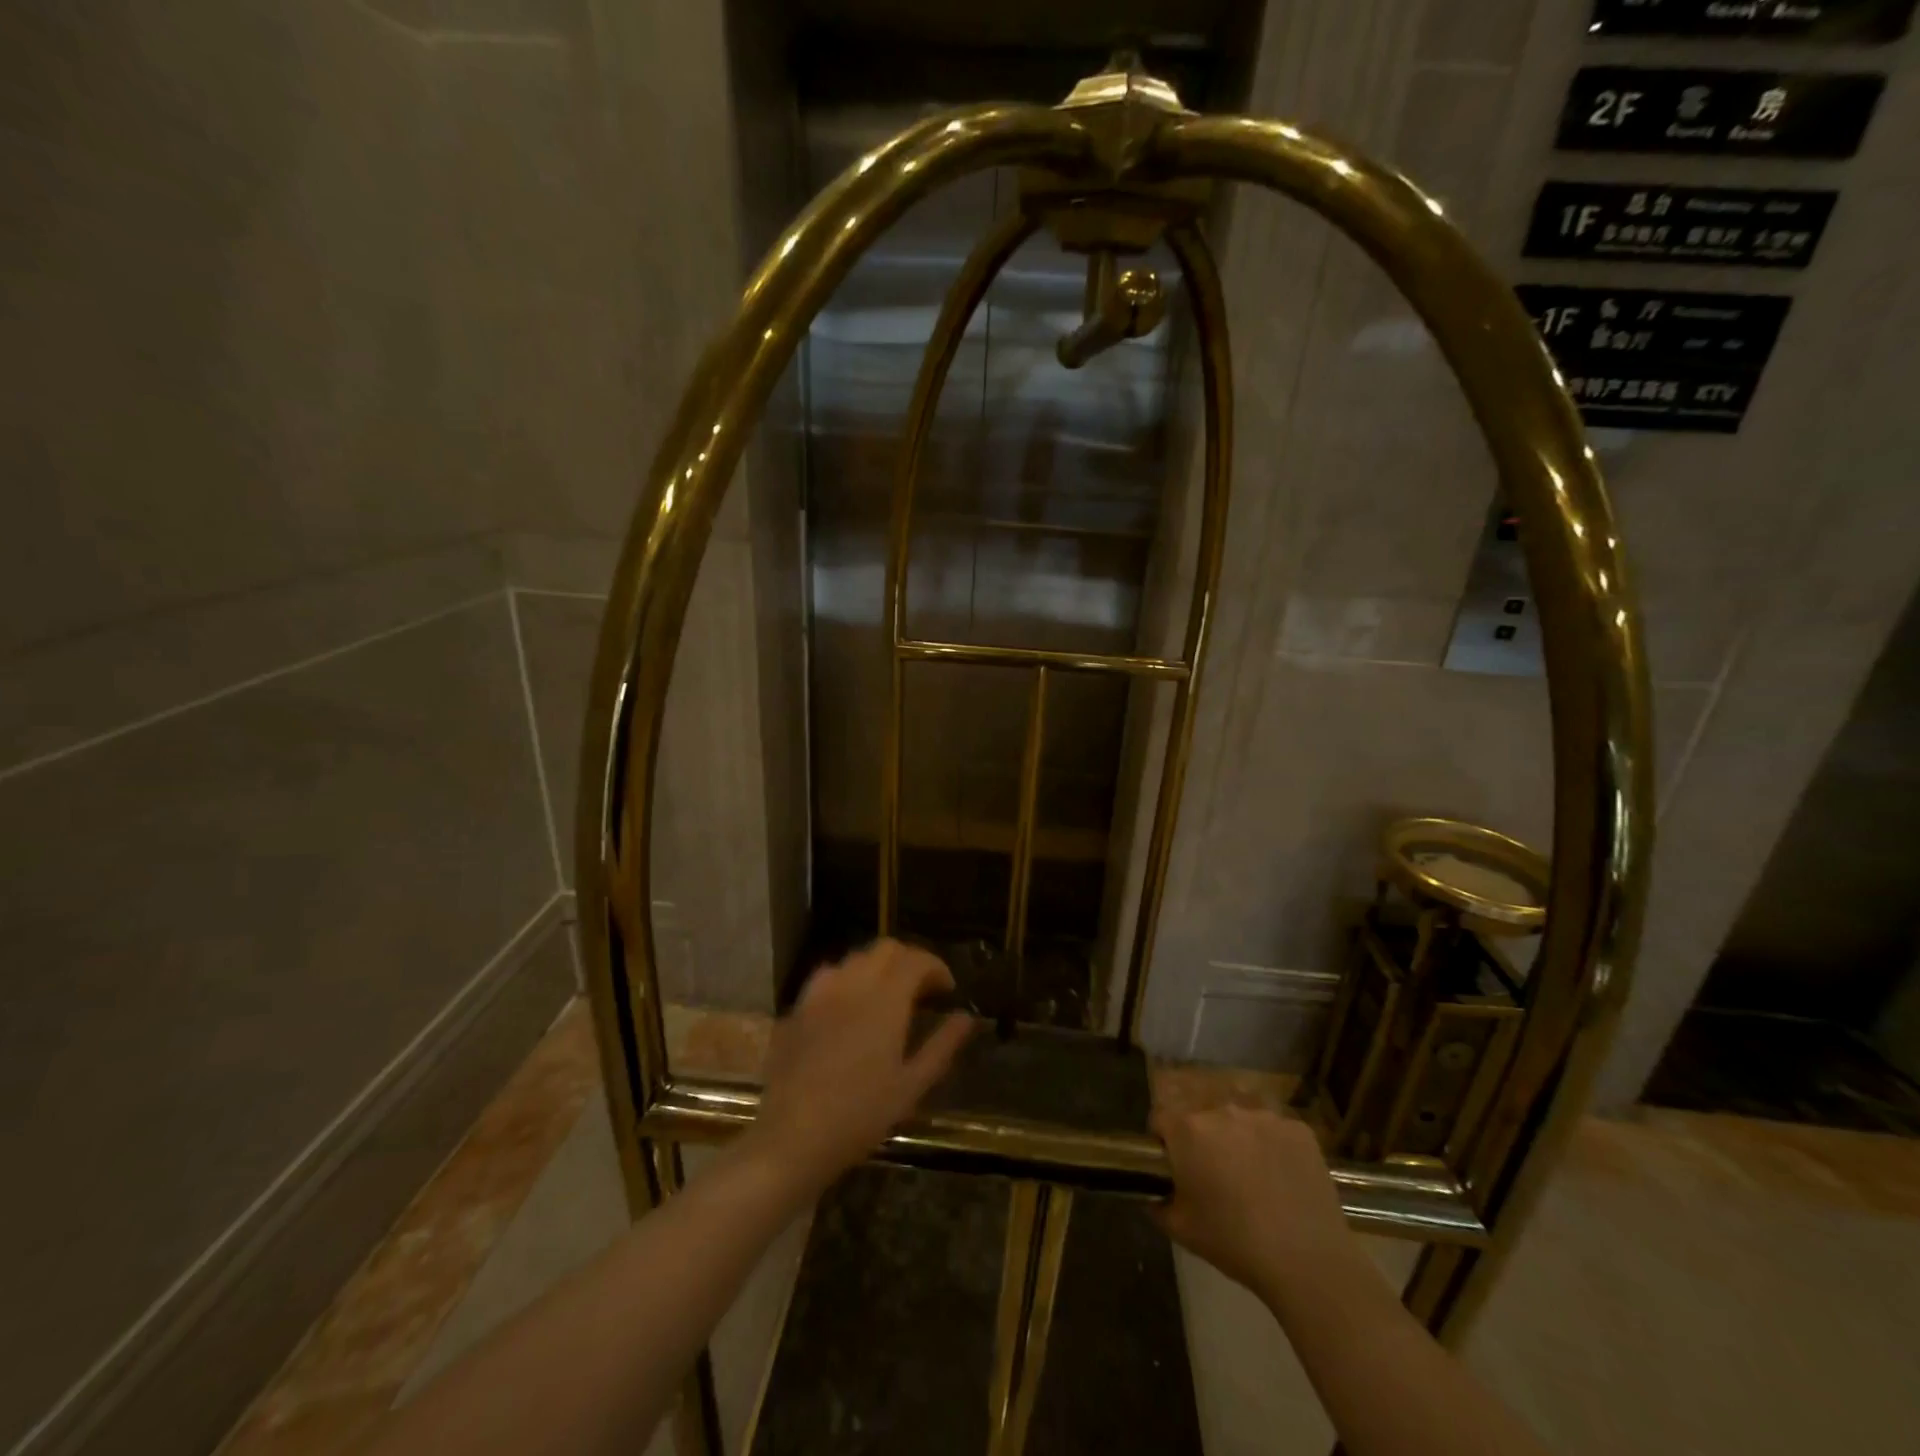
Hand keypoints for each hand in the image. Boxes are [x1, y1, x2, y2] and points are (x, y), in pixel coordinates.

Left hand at [748, 939, 974, 1196]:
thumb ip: (942, 1046)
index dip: (936, 967)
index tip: (947, 990)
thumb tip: (966, 1018)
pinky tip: (848, 1010)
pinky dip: (847, 981)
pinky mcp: (796, 1009)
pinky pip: (827, 978)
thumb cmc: (860, 1116)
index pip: (916, 960)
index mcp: (885, 999)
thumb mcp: (911, 1086)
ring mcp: (819, 994)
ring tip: (887, 997)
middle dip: (909, 960)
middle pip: (885, 949)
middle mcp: (852, 984)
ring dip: (877, 968)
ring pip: (854, 959)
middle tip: (921, 990)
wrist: (791, 1138)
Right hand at [1151, 1106, 1358, 1308]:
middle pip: (1202, 1116)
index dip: (1163, 1140)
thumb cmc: (1235, 1243)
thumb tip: (1152, 1193)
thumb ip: (1156, 1203)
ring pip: (1240, 1120)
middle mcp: (1223, 1110)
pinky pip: (1275, 1130)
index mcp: (1189, 1129)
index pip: (1161, 1118)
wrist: (1308, 1262)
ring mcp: (1264, 1116)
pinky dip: (1273, 1147)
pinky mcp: (1298, 1129)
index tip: (1172, 1165)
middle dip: (1203, 1139)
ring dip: (1238, 1139)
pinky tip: (1282, 1178)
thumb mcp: (1181, 1229)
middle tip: (1214, 1175)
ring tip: (1252, 1176)